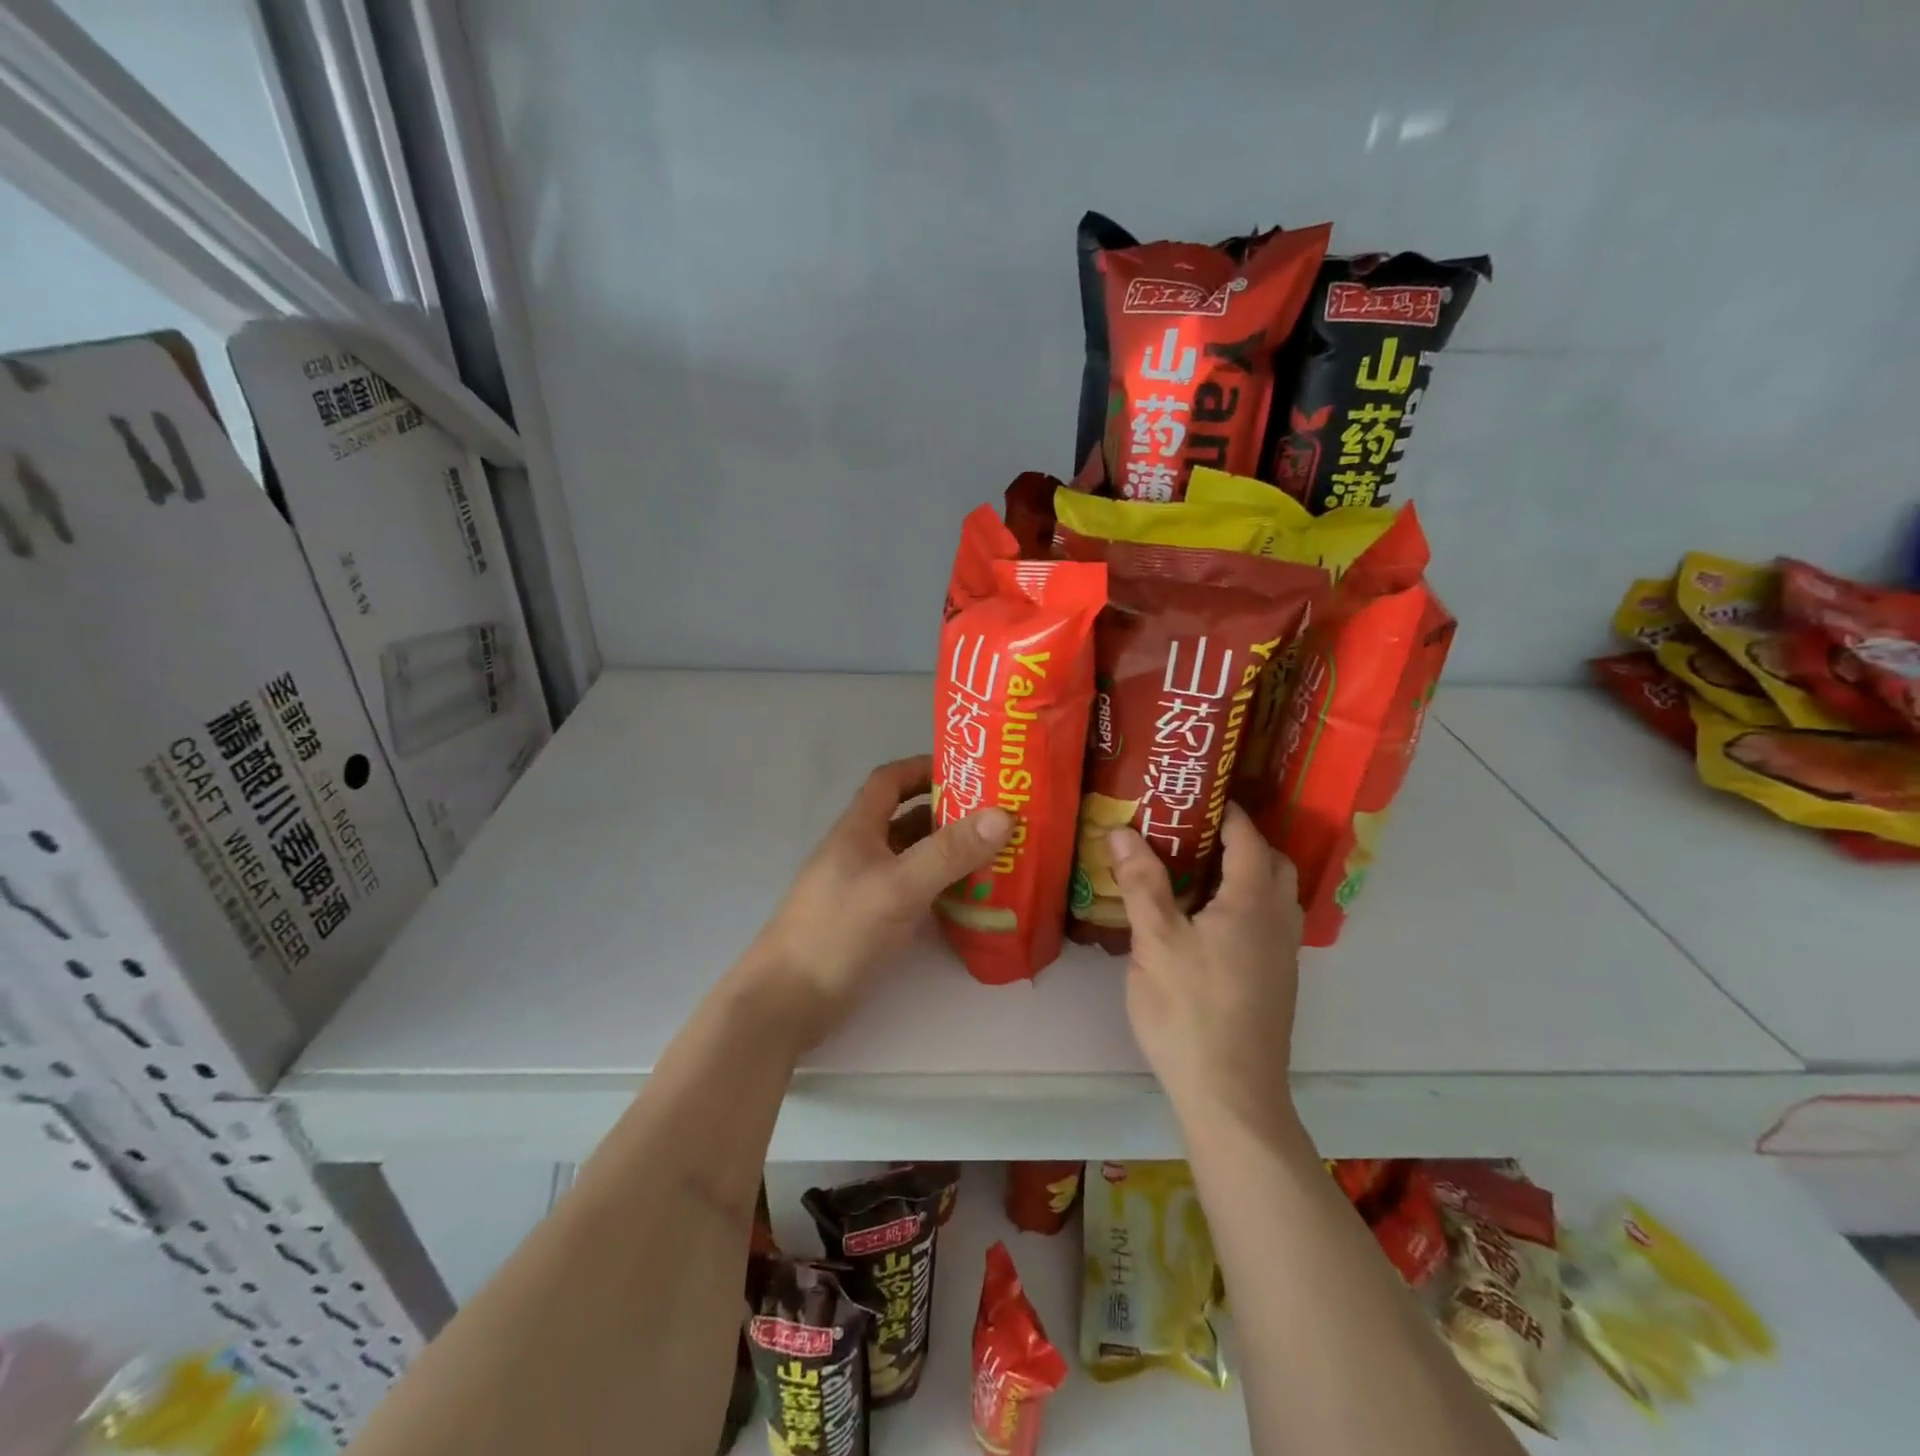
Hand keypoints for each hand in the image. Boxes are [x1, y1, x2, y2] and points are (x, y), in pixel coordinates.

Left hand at [738, 755, 1012, 1049]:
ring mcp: (863, 888)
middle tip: (998, 818)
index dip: (924, 768)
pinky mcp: (869, 922)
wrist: (788, 1002)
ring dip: (947, 854)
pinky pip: (911, 892)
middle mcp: (860, 852)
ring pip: (912, 858)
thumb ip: (949, 852)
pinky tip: (969, 901)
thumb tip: (1004, 814)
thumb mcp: (899, 886)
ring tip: (996, 857)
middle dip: (949, 814)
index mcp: (858, 829)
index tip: (969, 772)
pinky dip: (939, 889)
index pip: (890, 780)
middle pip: (907, 819)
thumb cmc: (839, 931)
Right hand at [1110, 803, 1302, 1129]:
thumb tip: (1123, 830)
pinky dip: (1246, 906)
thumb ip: (1141, 883)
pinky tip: (1208, 924)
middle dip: (1243, 841)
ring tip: (1198, 873)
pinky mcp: (1277, 984)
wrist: (1232, 1096)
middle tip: (1196, 833)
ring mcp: (1283, 957)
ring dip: (1247, 875)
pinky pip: (1269, 925)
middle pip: (1273, 865)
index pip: (1249, 840)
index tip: (1197, 795)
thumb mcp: (1155, 942)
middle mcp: (1278, 923)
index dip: (1228, 812)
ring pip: (1275, 898)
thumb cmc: (1190, 1010)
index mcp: (1252, 904)